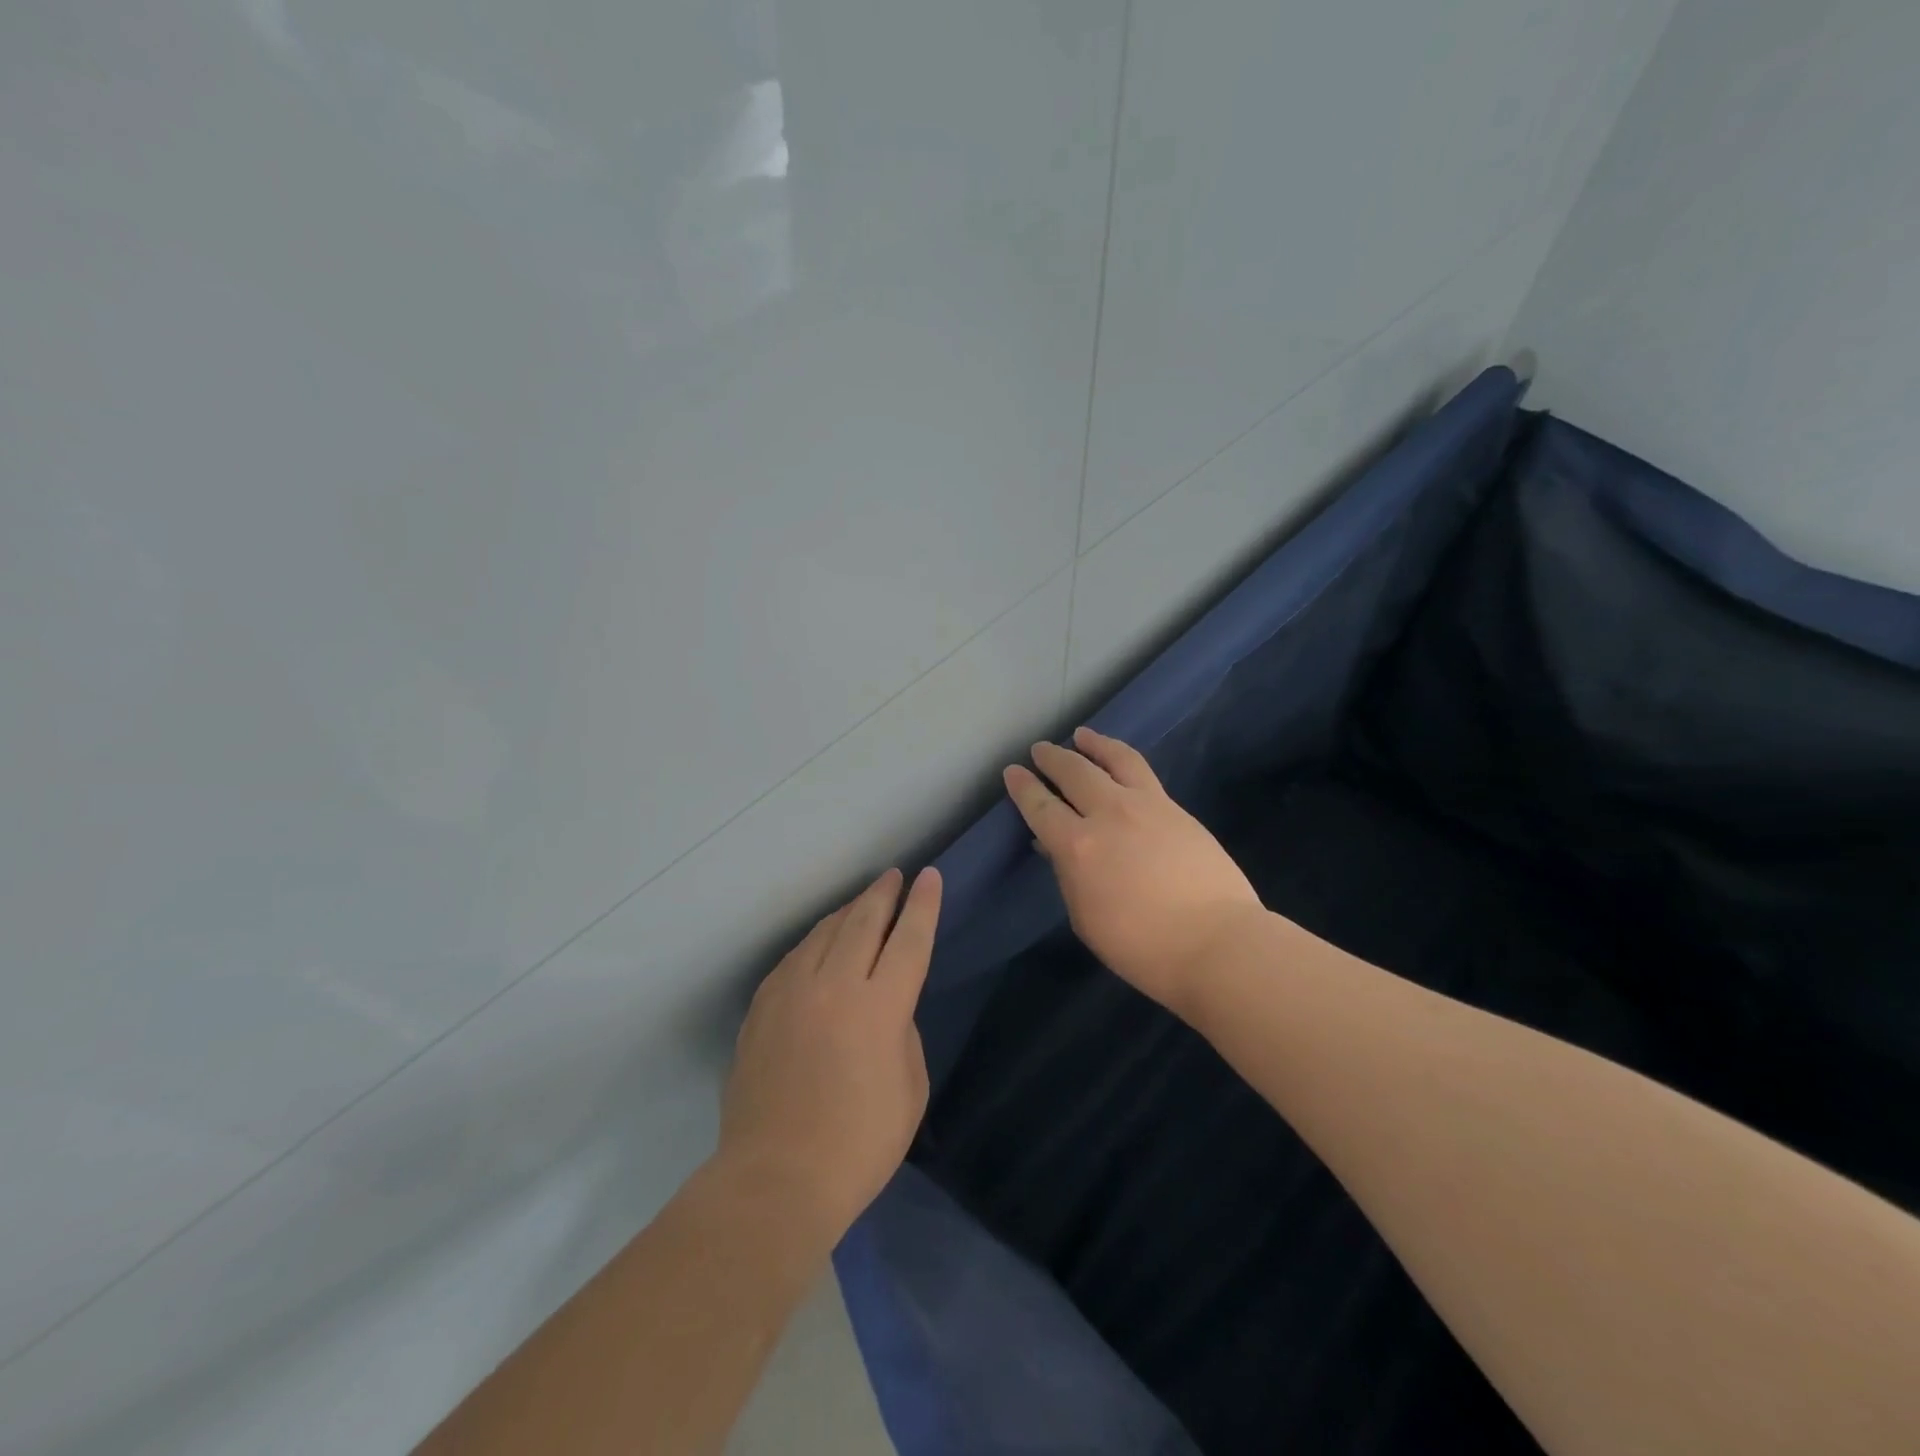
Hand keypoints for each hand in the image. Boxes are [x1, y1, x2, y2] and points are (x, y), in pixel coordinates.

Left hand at [719, 867, 940, 1239]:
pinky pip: (794, 958)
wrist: (775, 1180)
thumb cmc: (858, 1145)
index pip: (908, 939)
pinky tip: (820, 944)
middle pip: (863, 921)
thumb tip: (883, 1009)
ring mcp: (790, 992)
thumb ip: (901, 1034)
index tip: (930, 877)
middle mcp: (834, 985)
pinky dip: (815, 942)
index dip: (923, 905)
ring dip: (848, 912)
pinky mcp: (761, 1007)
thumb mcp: (909, 1090)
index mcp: (879, 1007)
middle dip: (883, 894)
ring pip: (823, 932)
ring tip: (862, 902)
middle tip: (895, 876)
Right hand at [1005, 726, 1261, 1014]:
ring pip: (1115, 759)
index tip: (1012, 772)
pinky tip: (1121, 764)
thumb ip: (1069, 875)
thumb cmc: (1143, 947)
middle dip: (1052, 758)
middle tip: (1040, 750)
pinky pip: (1142, 773)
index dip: (1023, 787)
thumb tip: (1057, 846)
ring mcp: (1148, 806)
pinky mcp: (1177, 809)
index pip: (1041, 807)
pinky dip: (1122, 760)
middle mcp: (1109, 814)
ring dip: (1093, 744)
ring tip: (1082, 735)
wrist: (1218, 943)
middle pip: (1074, 772)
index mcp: (1079, 846)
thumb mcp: (1087, 918)